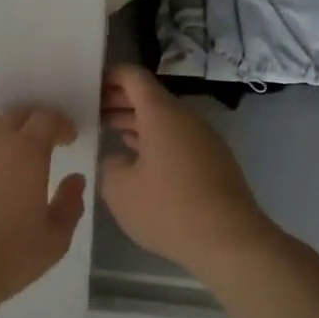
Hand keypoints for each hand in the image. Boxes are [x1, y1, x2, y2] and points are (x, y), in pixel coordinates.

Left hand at [0, 107, 87, 311]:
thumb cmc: (7, 257)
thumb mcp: (55, 239)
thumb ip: (71, 203)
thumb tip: (75, 179)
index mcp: (27, 151)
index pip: (47, 119)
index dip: (60, 125)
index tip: (66, 139)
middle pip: (16, 117)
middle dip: (31, 128)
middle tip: (36, 148)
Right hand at [99, 65, 272, 275]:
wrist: (230, 241)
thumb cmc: (169, 208)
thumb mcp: (120, 189)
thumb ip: (109, 165)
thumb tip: (118, 159)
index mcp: (161, 113)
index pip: (133, 77)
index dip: (109, 76)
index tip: (88, 84)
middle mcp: (186, 118)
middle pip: (149, 97)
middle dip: (119, 101)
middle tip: (90, 111)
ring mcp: (204, 140)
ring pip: (164, 121)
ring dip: (136, 123)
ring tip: (109, 134)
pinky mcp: (214, 162)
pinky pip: (178, 140)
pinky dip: (154, 142)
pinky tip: (139, 163)